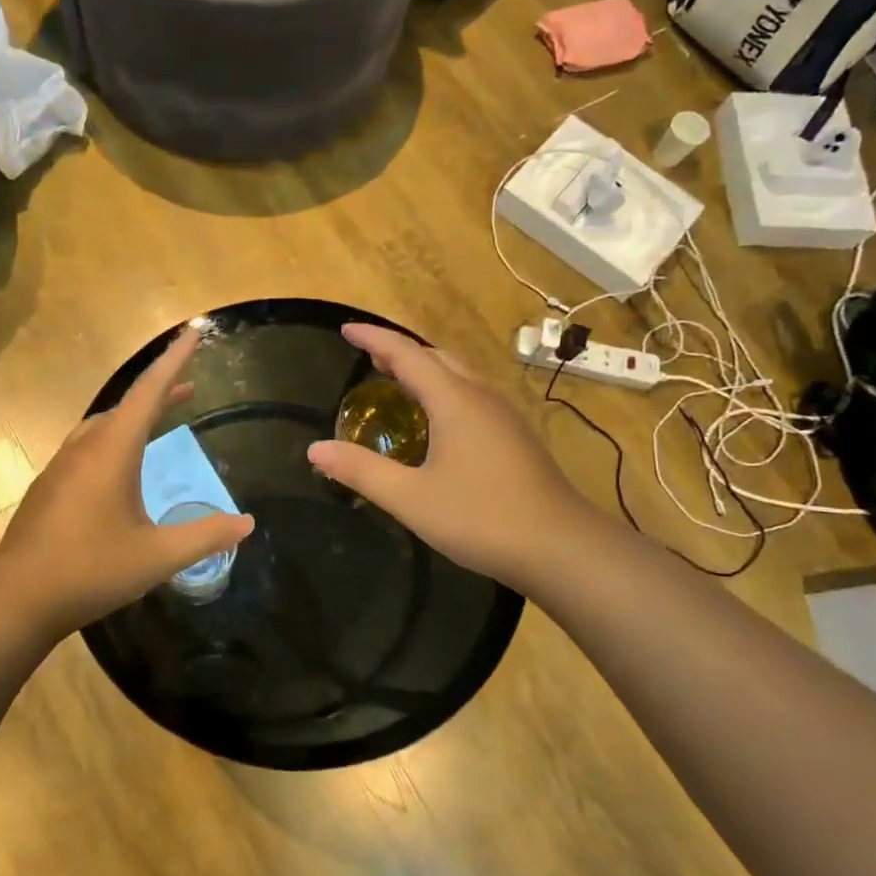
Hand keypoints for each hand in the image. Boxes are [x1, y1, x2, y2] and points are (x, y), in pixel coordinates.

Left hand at [0, 327, 255, 638]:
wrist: (17, 598)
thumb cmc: (90, 570)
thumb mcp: (157, 556)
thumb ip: (205, 536)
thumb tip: (248, 523)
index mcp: (111, 451)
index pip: (149, 392)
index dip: (175, 361)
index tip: (194, 332)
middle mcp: (84, 448)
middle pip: (127, 405)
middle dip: (160, 391)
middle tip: (190, 387)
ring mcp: (61, 466)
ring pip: (103, 425)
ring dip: (135, 416)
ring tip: (160, 420)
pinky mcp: (49, 486)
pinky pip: (88, 445)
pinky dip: (114, 438)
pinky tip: (120, 466)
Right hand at [307, 324, 580, 591]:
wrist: (560, 547)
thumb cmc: (481, 518)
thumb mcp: (411, 498)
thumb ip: (361, 471)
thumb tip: (315, 449)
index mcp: (454, 400)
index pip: (406, 354)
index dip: (374, 339)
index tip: (346, 329)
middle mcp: (480, 397)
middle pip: (435, 357)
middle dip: (399, 350)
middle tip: (368, 355)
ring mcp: (503, 415)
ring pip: (458, 374)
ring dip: (424, 368)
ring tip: (396, 378)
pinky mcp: (514, 436)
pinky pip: (471, 394)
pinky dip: (443, 389)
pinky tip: (436, 418)